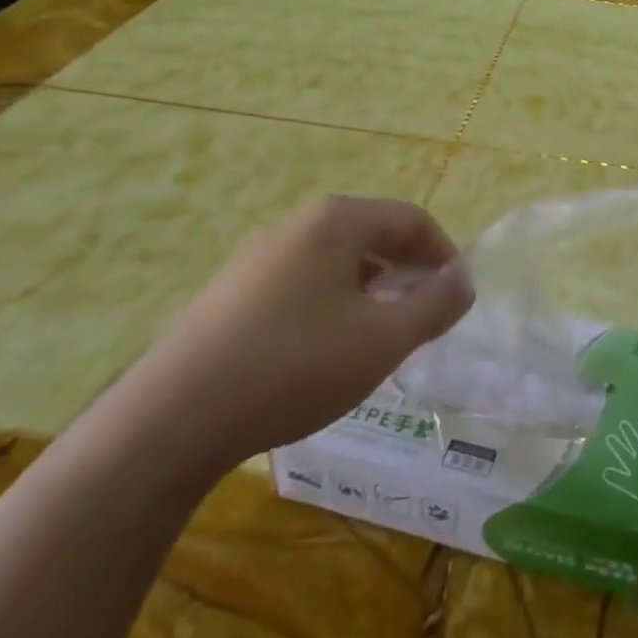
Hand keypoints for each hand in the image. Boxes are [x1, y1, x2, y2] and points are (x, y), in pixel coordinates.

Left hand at [125, 196, 474, 473]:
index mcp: (336, 221)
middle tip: (423, 319)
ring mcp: (258, 258)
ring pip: (337, 262)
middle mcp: (296, 226)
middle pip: (373, 235)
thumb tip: (463, 282)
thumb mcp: (384, 339)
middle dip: (408, 273)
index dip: (444, 255)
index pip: (411, 219)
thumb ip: (435, 305)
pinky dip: (334, 306)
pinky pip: (303, 284)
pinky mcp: (232, 294)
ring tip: (379, 339)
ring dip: (372, 292)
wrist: (173, 418)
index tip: (456, 298)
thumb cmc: (296, 365)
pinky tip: (325, 353)